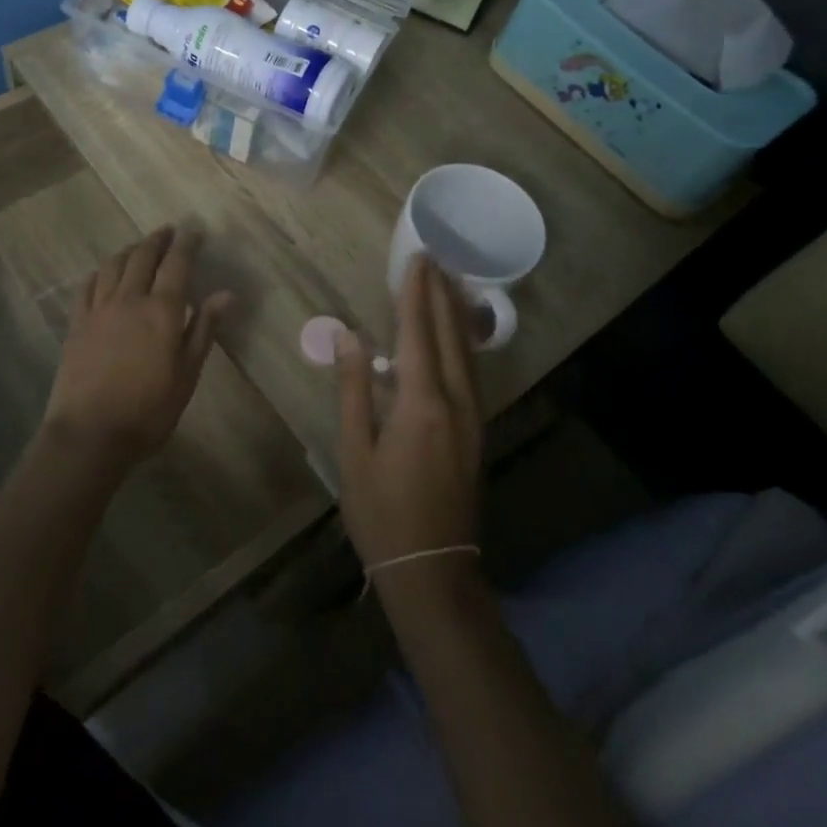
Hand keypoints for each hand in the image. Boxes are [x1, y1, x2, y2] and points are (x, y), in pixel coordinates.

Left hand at [42, 224, 232, 468]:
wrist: (90, 433)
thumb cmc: (148, 409)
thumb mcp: (187, 373)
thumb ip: (204, 329)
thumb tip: (226, 293)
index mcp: (161, 310)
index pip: (177, 264)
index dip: (187, 244)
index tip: (195, 231)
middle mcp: (129, 299)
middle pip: (143, 257)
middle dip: (157, 239)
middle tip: (168, 231)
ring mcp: (98, 309)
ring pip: (113, 265)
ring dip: (129, 250)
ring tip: (139, 247)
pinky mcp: (76, 323)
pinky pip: (87, 285)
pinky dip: (100, 272)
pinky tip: (103, 274)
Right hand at [337, 255, 483, 588]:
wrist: (432, 567)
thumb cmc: (380, 511)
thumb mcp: (354, 450)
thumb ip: (354, 389)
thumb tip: (349, 338)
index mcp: (421, 404)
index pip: (418, 333)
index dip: (415, 294)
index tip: (415, 260)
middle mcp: (455, 402)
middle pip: (450, 335)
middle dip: (441, 294)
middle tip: (433, 260)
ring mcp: (473, 418)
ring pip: (468, 352)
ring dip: (456, 314)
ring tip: (448, 283)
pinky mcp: (477, 432)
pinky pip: (471, 373)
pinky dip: (462, 343)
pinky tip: (456, 336)